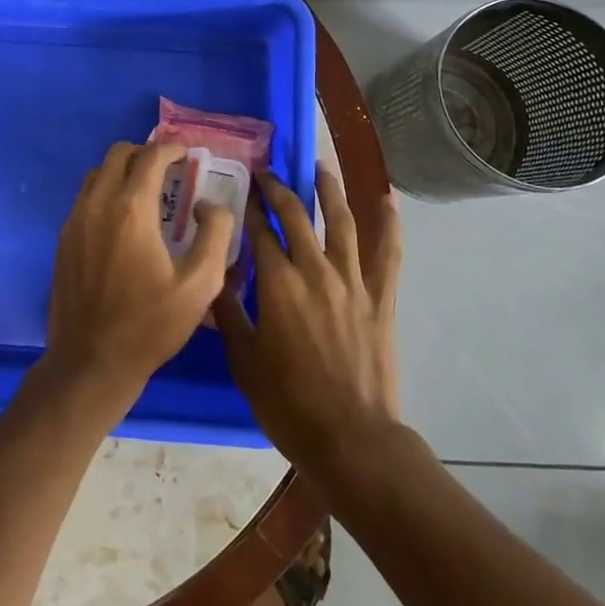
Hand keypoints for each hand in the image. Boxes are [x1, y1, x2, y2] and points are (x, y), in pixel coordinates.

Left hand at [45, 141, 233, 409]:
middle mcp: (98, 203)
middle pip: (118, 153)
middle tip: (169, 173)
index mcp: (131, 209)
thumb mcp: (200, 285)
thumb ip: (215, 234)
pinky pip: (85, 196)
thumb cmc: (149, 325)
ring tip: (147, 195)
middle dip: (146, 154)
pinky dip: (106, 192)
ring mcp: (75, 219)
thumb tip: (212, 205)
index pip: (151, 156)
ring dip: (123, 171)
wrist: (91, 362)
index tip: (187, 158)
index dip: (172, 149)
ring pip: (98, 172)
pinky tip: (123, 221)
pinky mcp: (64, 238)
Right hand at [215, 169, 403, 474]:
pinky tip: (387, 199)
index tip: (239, 189)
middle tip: (267, 173)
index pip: (259, 231)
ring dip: (329, 190)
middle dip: (278, 189)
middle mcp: (315, 270)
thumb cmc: (288, 403)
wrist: (350, 439)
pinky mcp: (380, 298)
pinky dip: (390, 224)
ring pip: (341, 221)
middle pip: (295, 215)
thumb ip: (228, 311)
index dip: (247, 207)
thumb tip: (214, 273)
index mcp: (278, 284)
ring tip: (319, 166)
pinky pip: (388, 253)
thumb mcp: (243, 359)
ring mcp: (352, 281)